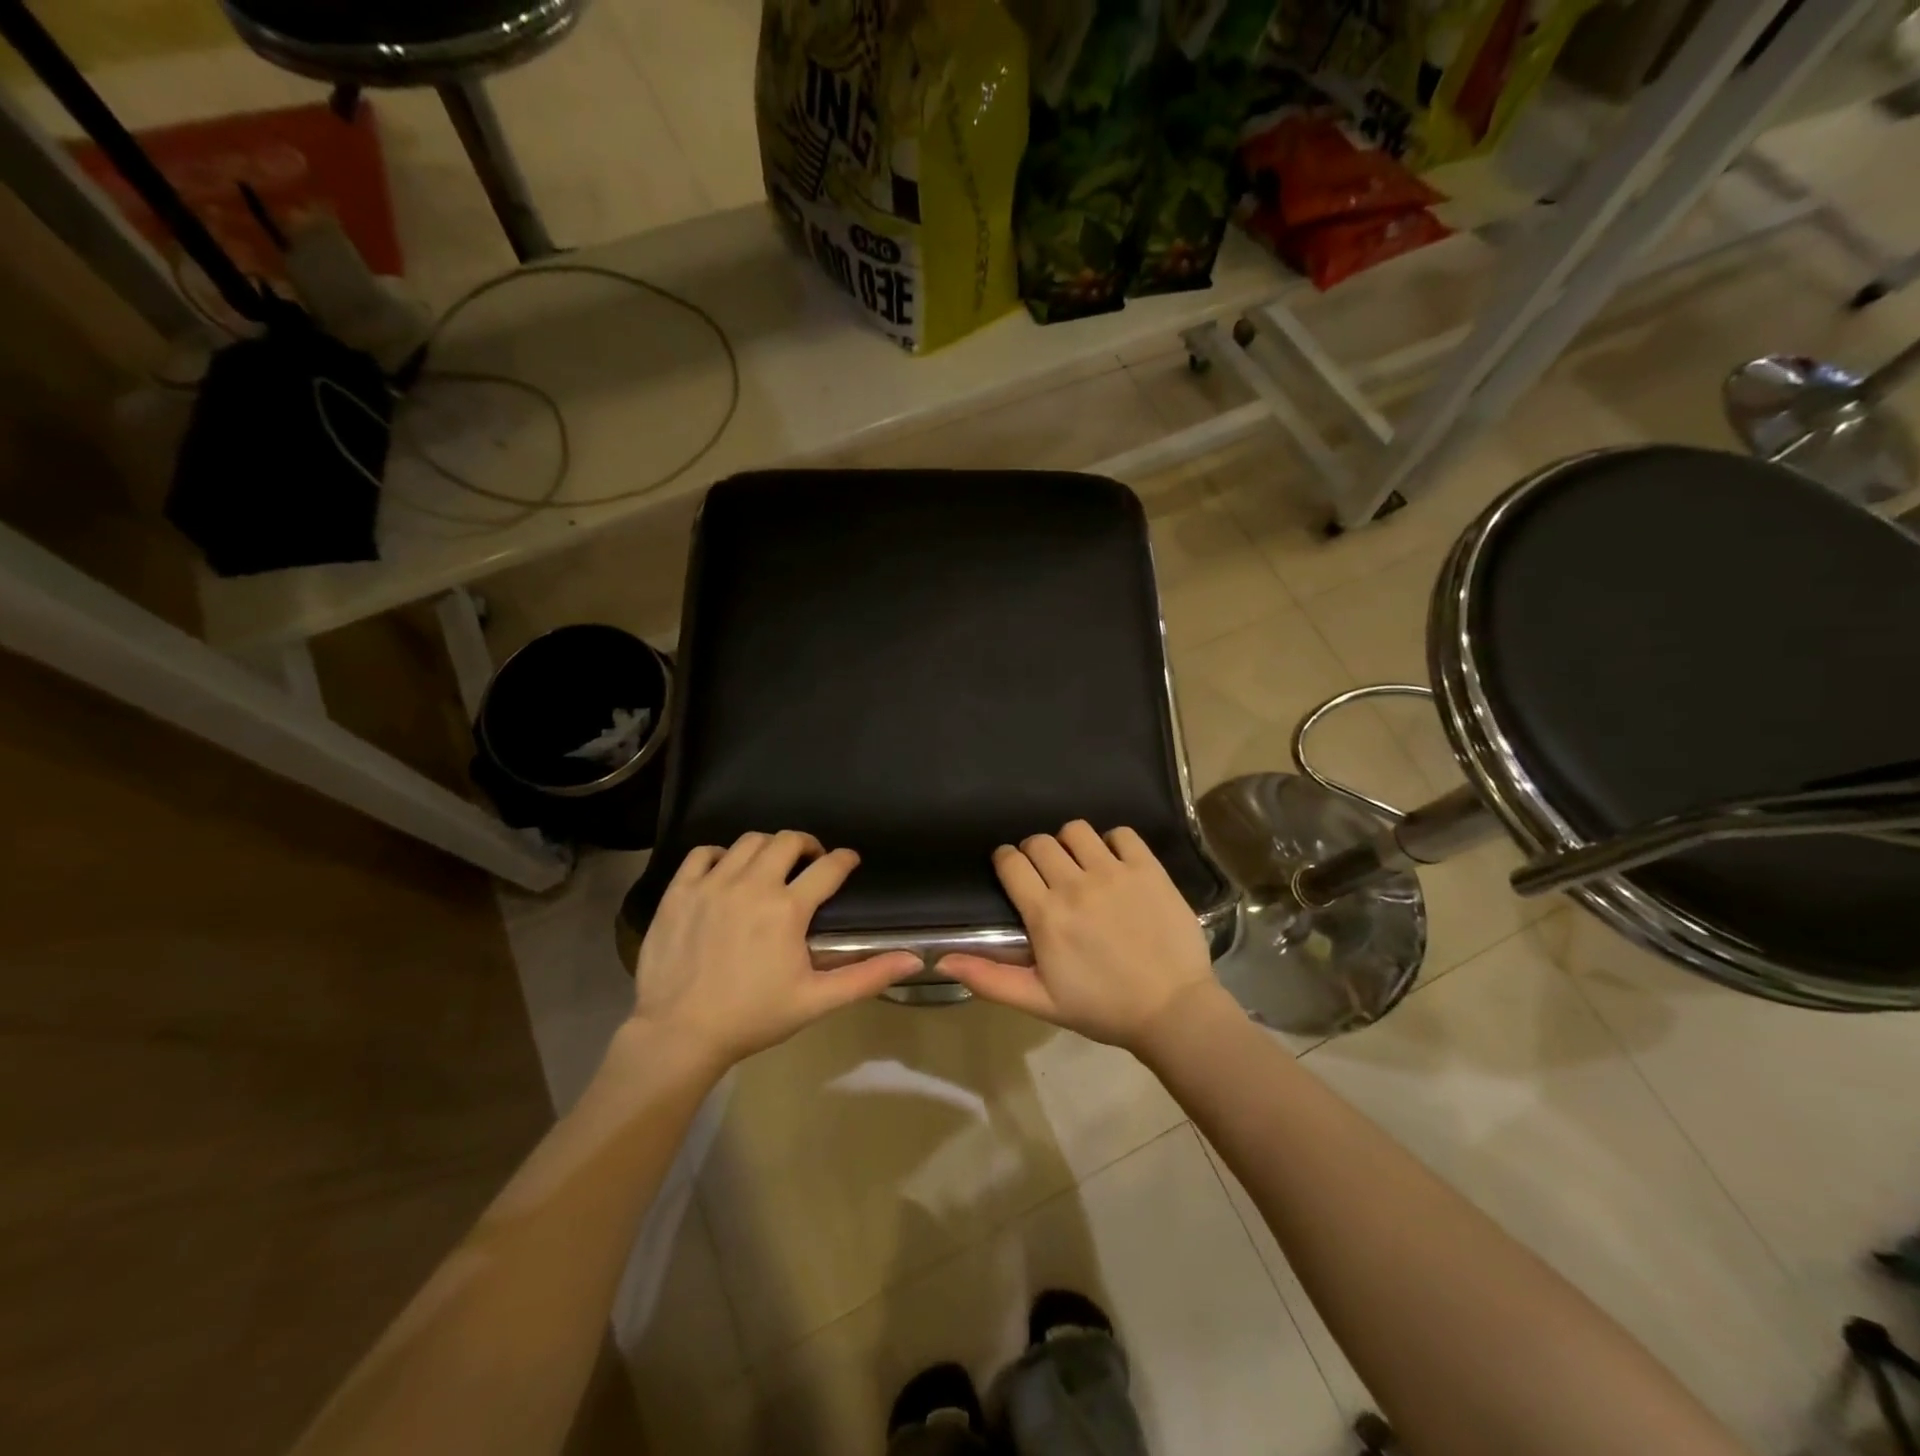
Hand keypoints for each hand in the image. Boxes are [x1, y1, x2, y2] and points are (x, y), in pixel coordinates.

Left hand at [631, 832, 919, 1067]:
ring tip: (771, 866)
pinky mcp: (679, 891)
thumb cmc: (753, 1017)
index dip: (845, 860)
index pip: (828, 867)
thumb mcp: (816, 1001)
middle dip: (807, 845)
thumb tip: (913, 959)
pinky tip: (726, 871)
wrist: (680, 1034)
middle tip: (811, 862)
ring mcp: (712, 884)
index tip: (849, 861)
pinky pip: (703, 852)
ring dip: (768, 847)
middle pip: (788, 841)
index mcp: (787, 909)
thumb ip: (867, 976)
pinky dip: (720, 854)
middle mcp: (752, 885)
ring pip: (748, 842)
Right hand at [937, 821, 1220, 1051]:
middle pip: (1040, 842)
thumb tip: (941, 960)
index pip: (1011, 862)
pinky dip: (1114, 842)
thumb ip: (990, 978)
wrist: (1172, 1011)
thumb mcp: (1040, 1001)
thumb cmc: (1102, 1008)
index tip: (1012, 871)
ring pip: (1077, 830)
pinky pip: (1122, 834)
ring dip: (1071, 843)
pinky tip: (1115, 864)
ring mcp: (1115, 873)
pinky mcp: (1148, 869)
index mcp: (1046, 914)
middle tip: (1047, 875)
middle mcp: (1076, 884)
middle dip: (1035, 853)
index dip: (1006, 861)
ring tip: (1080, 865)